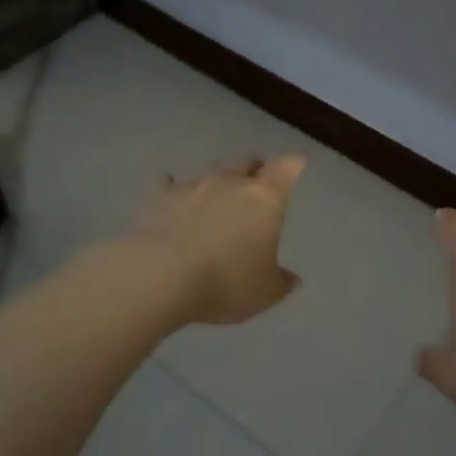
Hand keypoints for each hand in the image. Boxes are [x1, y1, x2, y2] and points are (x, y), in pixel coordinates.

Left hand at [123, 155, 306, 324]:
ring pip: (211, 170)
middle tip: (257, 182)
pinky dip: (175, 188)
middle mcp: (230, 182)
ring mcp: (192, 185)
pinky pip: (170, 184)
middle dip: (255, 169)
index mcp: (265, 199)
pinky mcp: (159, 196)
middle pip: (247, 162)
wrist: (160, 276)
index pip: (286, 169)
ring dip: (217, 179)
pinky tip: (172, 194)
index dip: (292, 166)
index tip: (296, 165)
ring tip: (217, 194)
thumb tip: (292, 279)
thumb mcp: (264, 293)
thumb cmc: (225, 281)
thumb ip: (281, 283)